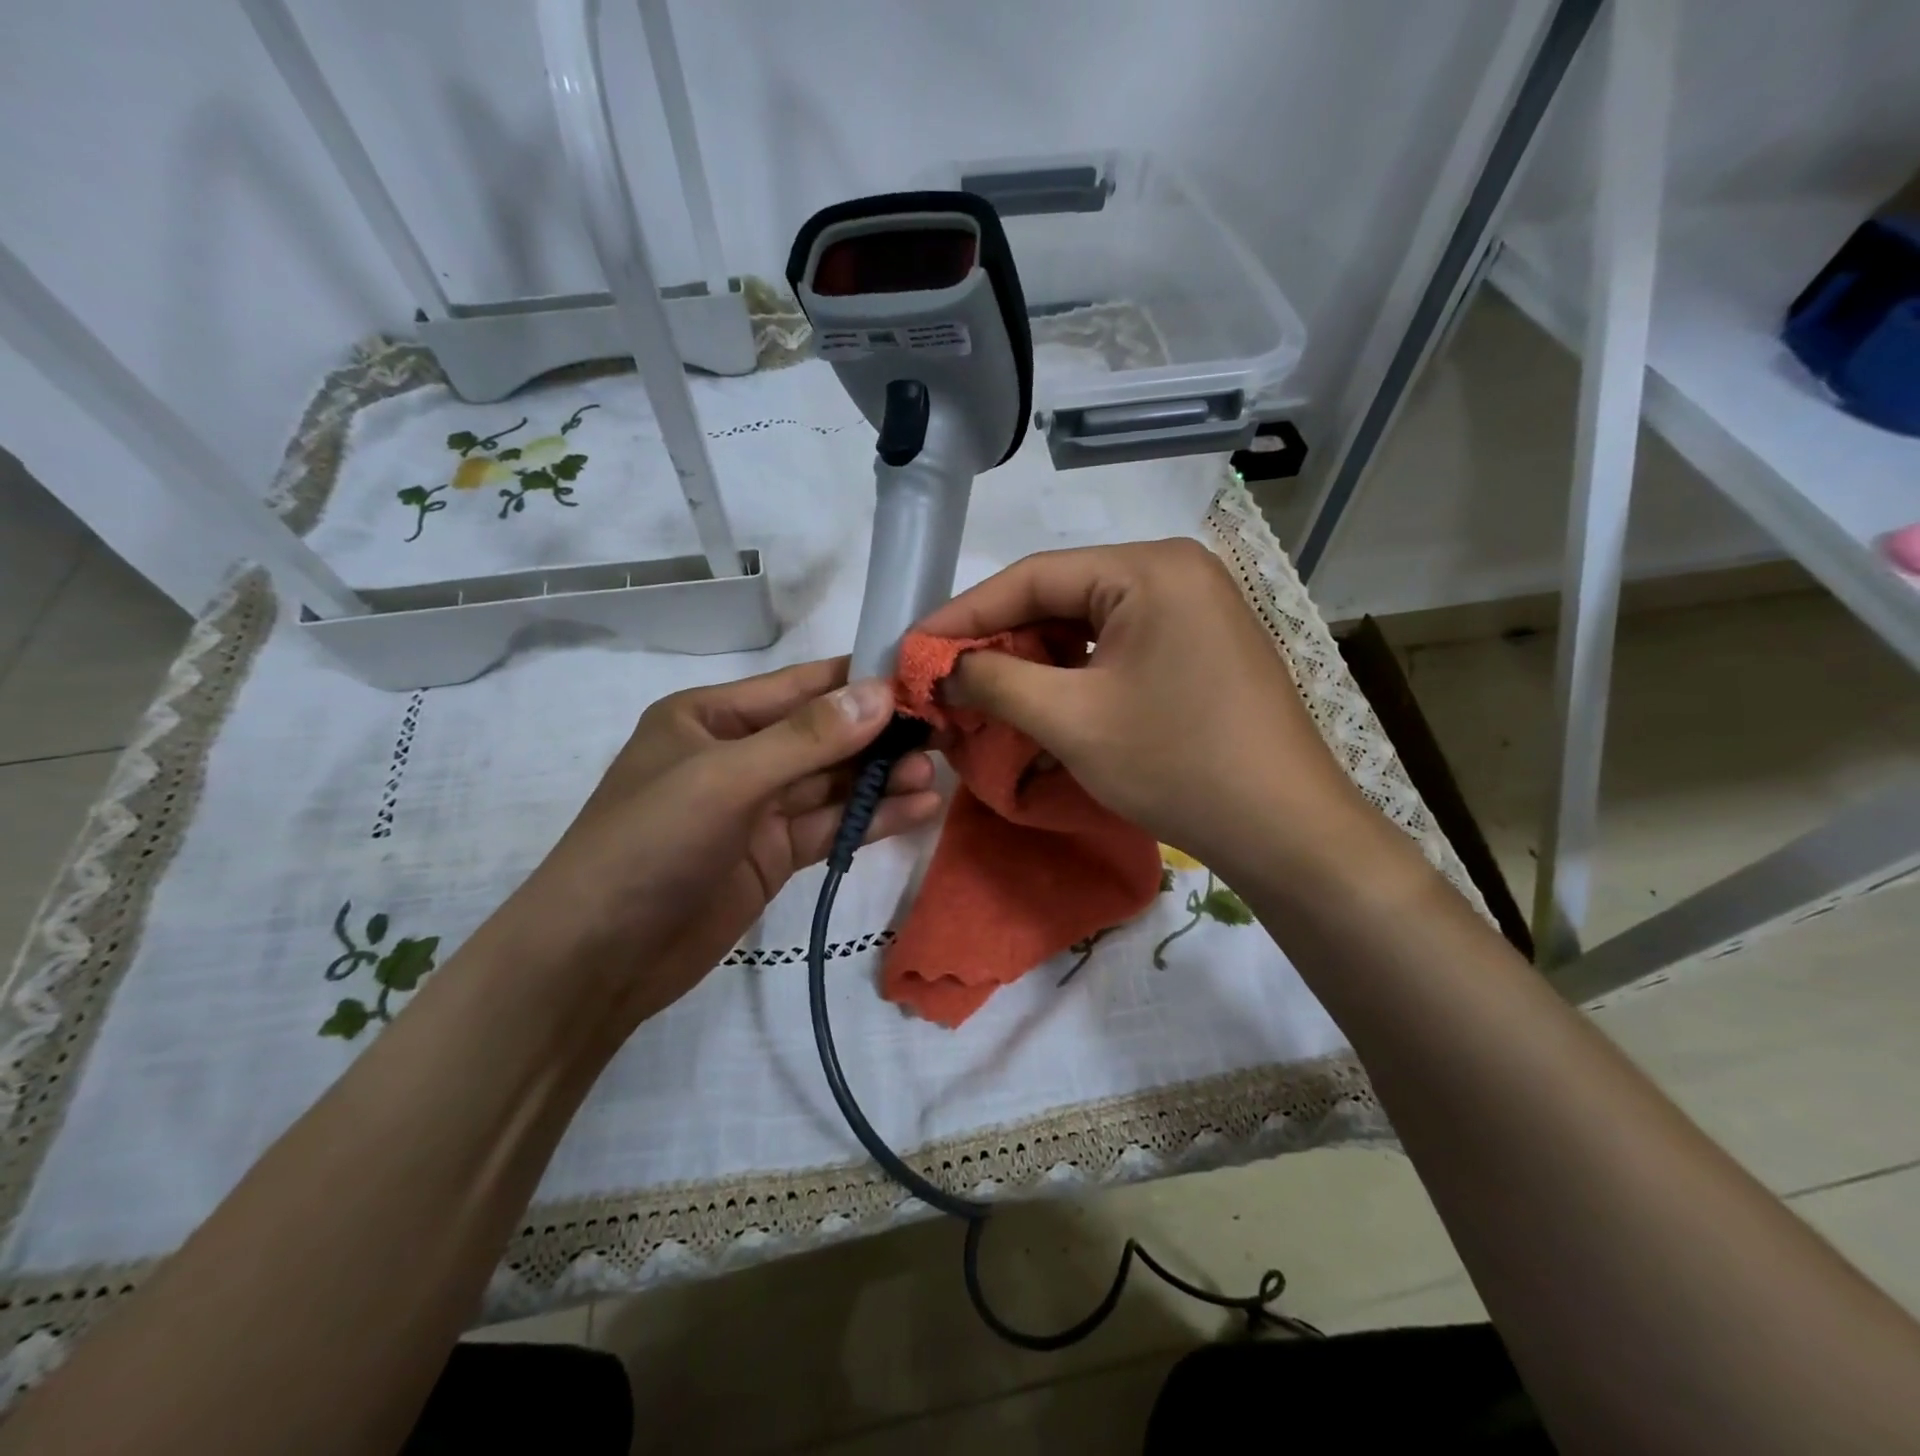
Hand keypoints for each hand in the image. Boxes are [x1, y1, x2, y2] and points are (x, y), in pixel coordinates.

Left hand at [497, 658, 941, 1029]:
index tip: (921, 680)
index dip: (860, 682)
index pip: (800, 686)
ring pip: (832, 784)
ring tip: (936, 773)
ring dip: (882, 778)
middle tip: (942, 732)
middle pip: (823, 735)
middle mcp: (737, 754)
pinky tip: (917, 810)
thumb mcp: (724, 780)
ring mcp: (756, 808)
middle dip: (879, 734)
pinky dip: (870, 819)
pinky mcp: (772, 855)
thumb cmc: (648, 846)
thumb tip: (882, 693)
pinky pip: (829, 826)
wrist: (596, 960)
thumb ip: (806, 739)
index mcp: (711, 717)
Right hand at [917, 539, 1373, 877]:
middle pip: (1060, 597)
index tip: (912, 648)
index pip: (1031, 577)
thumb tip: (942, 668)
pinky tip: (1041, 700)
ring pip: (1086, 624)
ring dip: (1033, 660)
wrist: (1285, 830)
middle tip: (945, 678)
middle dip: (998, 640)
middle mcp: (1174, 571)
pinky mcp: (1199, 645)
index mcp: (1148, 567)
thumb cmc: (1177, 765)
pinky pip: (1117, 646)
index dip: (963, 614)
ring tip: (983, 693)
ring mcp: (1193, 608)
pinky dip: (1073, 672)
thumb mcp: (1071, 720)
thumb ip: (994, 680)